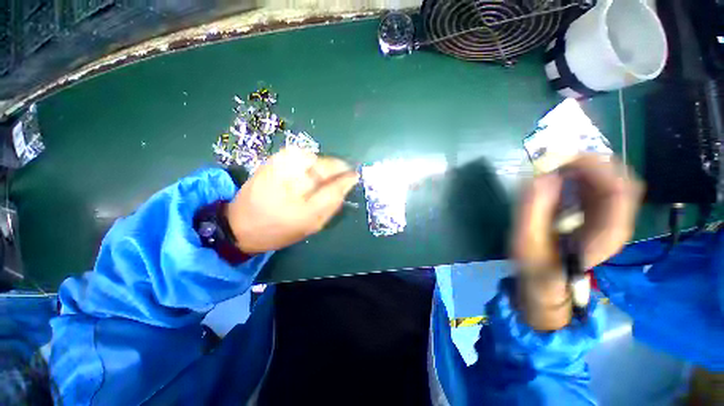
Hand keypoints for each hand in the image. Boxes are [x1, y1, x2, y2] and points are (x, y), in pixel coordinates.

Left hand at [226, 148, 358, 253]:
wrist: (241, 224)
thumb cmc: (281, 229)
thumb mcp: (312, 224)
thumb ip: (332, 203)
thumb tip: (347, 184)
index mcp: (303, 206)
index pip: (335, 185)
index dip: (347, 178)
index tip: (355, 176)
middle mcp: (292, 181)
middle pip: (325, 166)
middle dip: (337, 169)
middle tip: (342, 175)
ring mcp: (280, 166)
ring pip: (314, 158)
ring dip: (323, 165)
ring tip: (322, 176)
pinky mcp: (272, 160)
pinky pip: (299, 154)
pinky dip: (309, 160)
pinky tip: (306, 171)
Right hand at [512, 154, 642, 328]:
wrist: (546, 283)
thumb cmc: (536, 267)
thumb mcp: (527, 242)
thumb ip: (533, 210)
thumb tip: (540, 175)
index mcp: (606, 234)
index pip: (618, 189)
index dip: (595, 167)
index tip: (562, 157)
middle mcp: (615, 222)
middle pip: (619, 179)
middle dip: (589, 162)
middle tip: (556, 156)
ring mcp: (608, 217)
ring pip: (610, 179)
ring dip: (584, 166)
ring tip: (555, 163)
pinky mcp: (596, 214)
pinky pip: (597, 185)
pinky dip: (581, 174)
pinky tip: (560, 175)